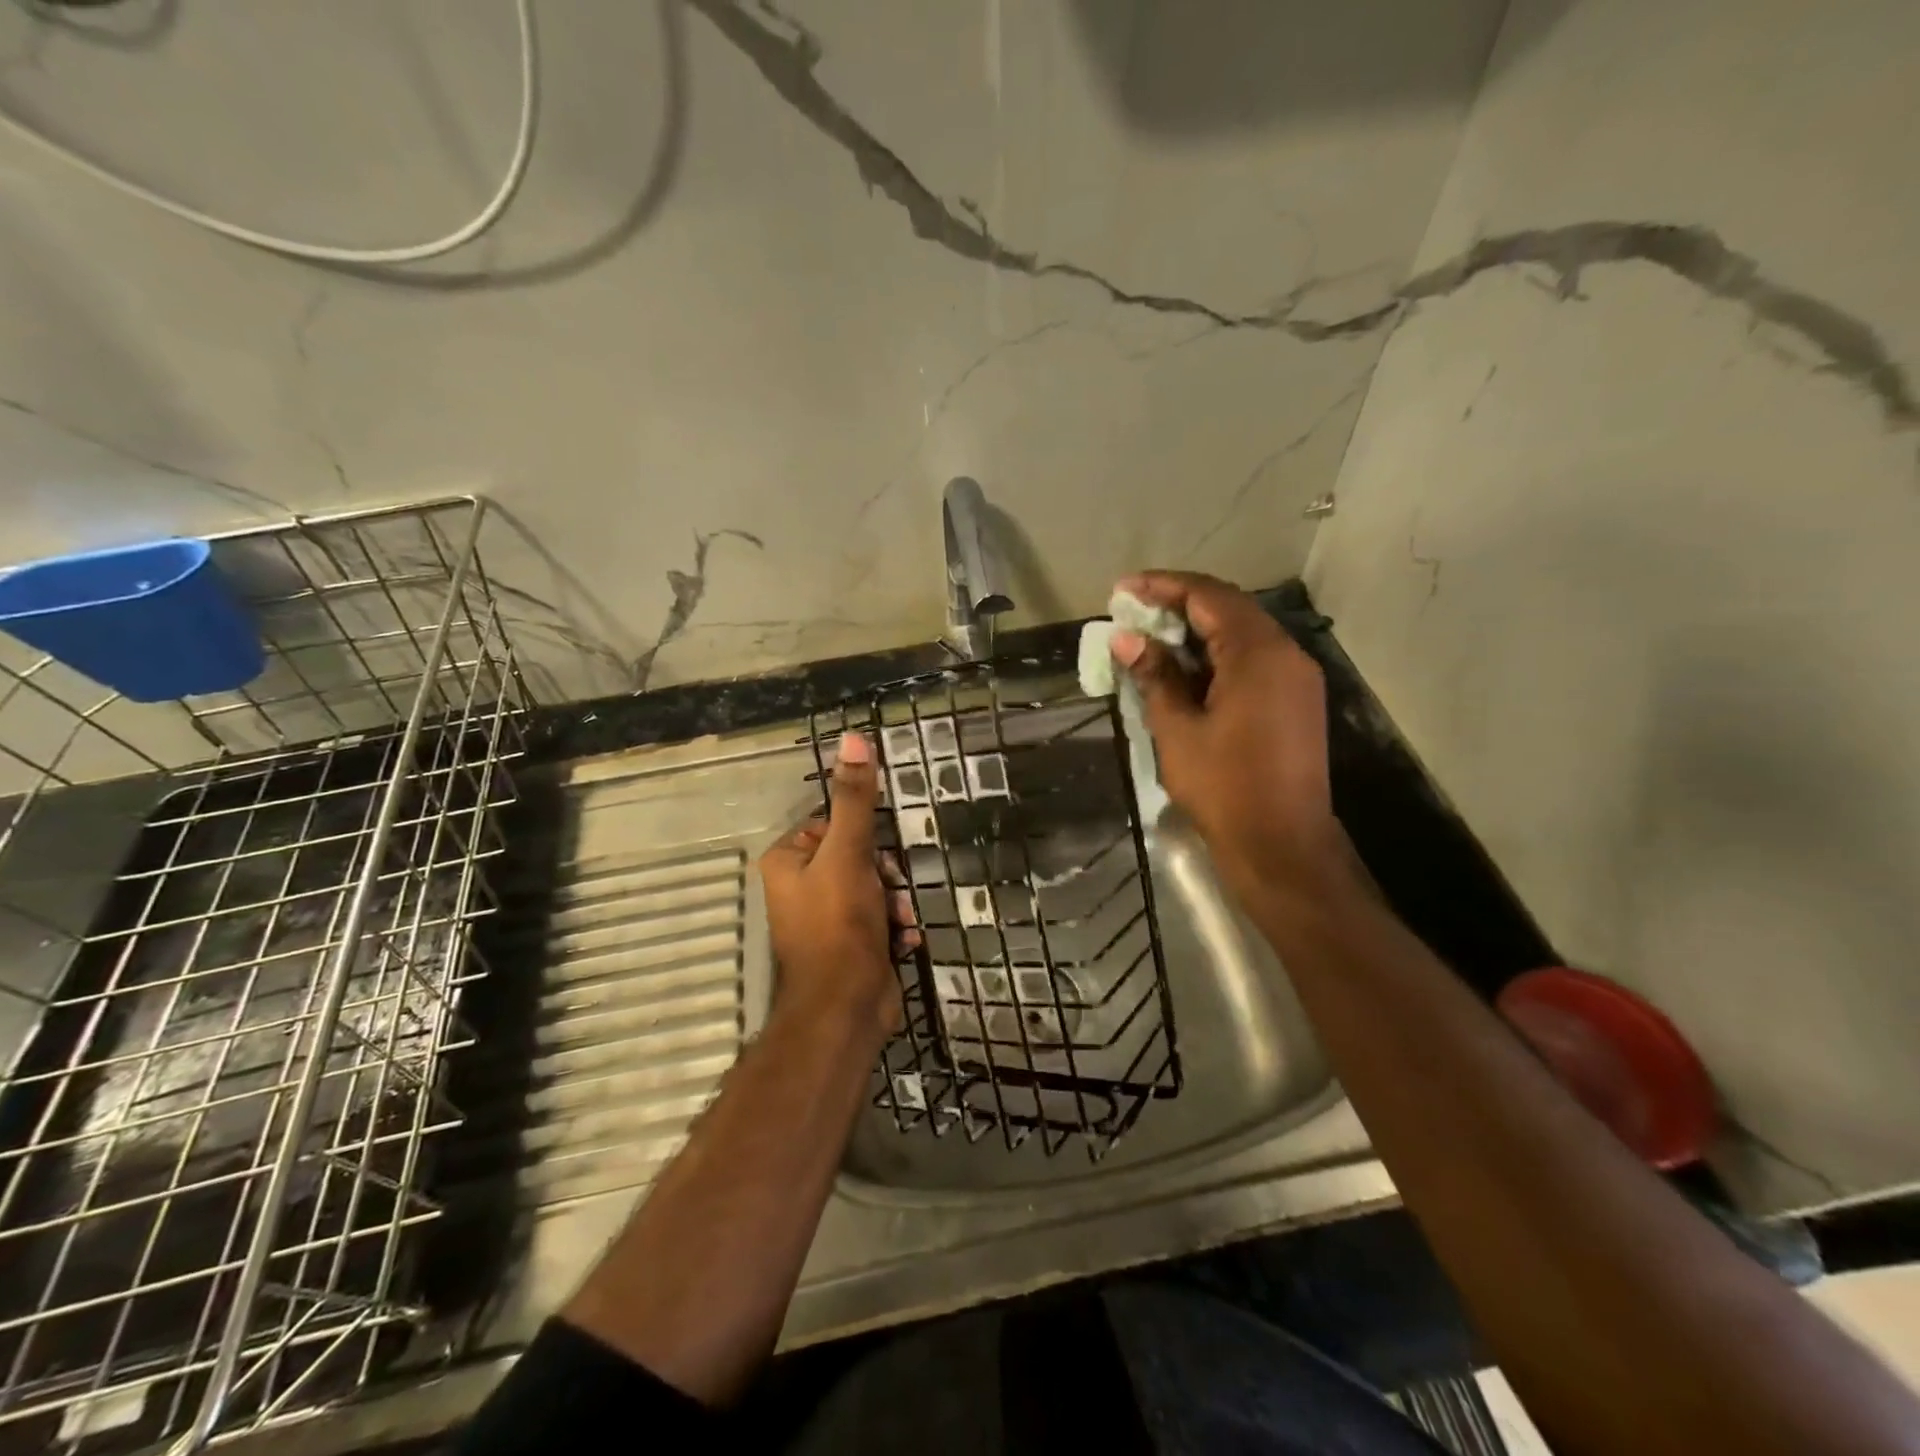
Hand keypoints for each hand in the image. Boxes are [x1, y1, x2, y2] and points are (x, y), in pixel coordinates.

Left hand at [759, 732, 914, 1039]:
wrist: (845, 1009)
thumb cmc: (839, 924)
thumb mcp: (850, 853)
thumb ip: (855, 798)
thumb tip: (853, 735)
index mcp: (787, 860)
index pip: (833, 823)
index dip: (864, 837)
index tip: (880, 856)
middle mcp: (800, 886)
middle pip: (858, 856)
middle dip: (885, 875)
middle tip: (892, 891)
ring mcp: (824, 918)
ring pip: (874, 888)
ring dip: (895, 902)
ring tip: (899, 921)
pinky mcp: (848, 944)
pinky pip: (878, 918)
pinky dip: (894, 927)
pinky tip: (902, 942)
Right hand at [1110, 571, 1353, 907]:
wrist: (1282, 844)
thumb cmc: (1224, 786)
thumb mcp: (1177, 729)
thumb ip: (1155, 675)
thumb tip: (1127, 639)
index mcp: (1258, 654)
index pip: (1208, 596)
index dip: (1162, 587)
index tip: (1122, 590)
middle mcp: (1286, 654)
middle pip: (1229, 608)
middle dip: (1178, 604)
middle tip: (1132, 613)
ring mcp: (1296, 677)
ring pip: (1242, 633)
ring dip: (1197, 630)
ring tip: (1152, 638)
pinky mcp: (1296, 700)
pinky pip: (1253, 659)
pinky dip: (1217, 655)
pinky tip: (1185, 669)